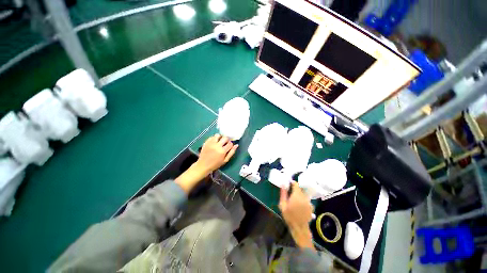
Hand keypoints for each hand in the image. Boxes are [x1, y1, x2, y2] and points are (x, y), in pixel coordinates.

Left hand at [176, 134, 237, 193]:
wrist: (203, 165)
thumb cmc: (215, 164)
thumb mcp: (225, 160)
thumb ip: (231, 152)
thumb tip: (236, 145)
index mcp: (222, 151)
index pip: (230, 143)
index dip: (231, 144)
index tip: (229, 146)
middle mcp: (217, 146)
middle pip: (225, 137)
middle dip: (226, 140)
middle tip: (225, 143)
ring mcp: (211, 143)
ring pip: (218, 135)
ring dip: (220, 137)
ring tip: (219, 141)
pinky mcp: (206, 142)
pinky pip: (212, 137)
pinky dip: (214, 139)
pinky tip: (214, 143)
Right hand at [279, 181, 314, 248]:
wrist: (299, 228)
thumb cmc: (289, 216)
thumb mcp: (282, 204)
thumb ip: (283, 193)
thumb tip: (283, 184)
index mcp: (297, 195)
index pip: (295, 184)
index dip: (291, 183)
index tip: (288, 184)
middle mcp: (304, 197)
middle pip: (300, 189)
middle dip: (294, 189)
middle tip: (289, 193)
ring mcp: (309, 202)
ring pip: (303, 194)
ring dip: (299, 195)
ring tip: (294, 200)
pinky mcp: (311, 207)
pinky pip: (306, 200)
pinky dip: (302, 200)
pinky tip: (299, 206)